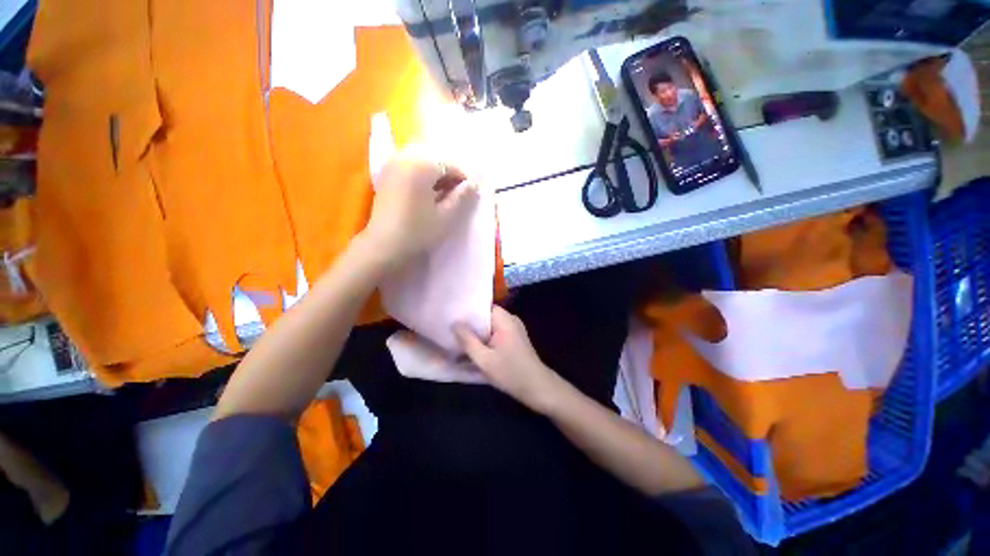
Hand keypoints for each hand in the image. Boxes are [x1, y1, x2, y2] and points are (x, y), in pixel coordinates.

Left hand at [361, 145, 478, 269]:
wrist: (384, 245)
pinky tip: (427, 197)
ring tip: (443, 199)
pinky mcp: (385, 176)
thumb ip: (462, 197)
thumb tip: (474, 184)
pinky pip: (410, 171)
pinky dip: (422, 180)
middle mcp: (404, 158)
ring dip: (436, 180)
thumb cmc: (418, 231)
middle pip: (435, 163)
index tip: (471, 195)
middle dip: (449, 179)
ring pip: (423, 167)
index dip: (463, 179)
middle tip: (458, 198)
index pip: (450, 165)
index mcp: (421, 165)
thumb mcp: (446, 216)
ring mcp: (392, 166)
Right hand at [454, 306, 562, 412]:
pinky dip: (485, 339)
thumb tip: (455, 323)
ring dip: (477, 333)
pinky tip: (474, 348)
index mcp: (504, 319)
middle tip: (451, 330)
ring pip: (490, 326)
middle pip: (485, 316)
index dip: (467, 311)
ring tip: (459, 339)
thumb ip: (468, 340)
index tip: (451, 316)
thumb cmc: (510, 372)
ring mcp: (514, 328)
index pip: (482, 306)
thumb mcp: (484, 359)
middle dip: (470, 324)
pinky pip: (496, 333)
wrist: (537, 387)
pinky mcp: (514, 338)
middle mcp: (510, 319)